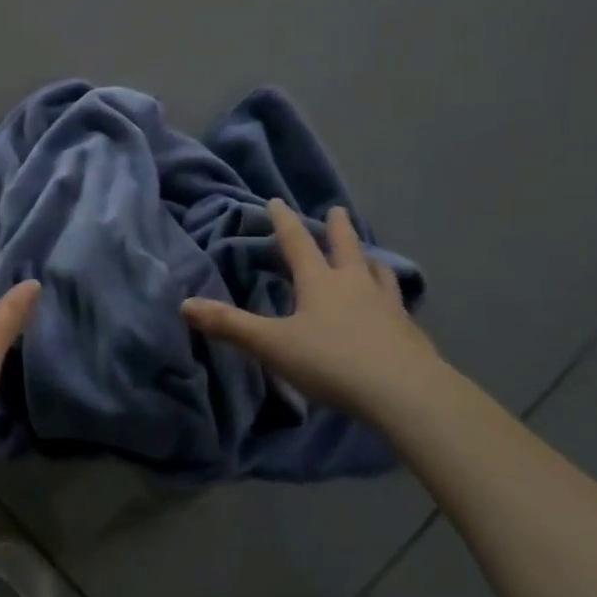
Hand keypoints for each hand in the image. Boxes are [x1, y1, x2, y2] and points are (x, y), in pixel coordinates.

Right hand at [181, 201, 443, 418]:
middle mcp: (355, 286)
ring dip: (370, 262)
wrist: (407, 395)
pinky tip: (394, 313)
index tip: (277, 201)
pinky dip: (392, 301)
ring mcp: (388, 308)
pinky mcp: (411, 335)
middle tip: (337, 210)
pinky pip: (400, 308)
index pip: (297, 243)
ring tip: (370, 259)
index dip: (284, 221)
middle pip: (346, 248)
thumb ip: (230, 325)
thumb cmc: (333, 362)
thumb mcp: (273, 345)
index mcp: (320, 282)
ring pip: (379, 274)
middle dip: (338, 229)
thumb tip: (184, 305)